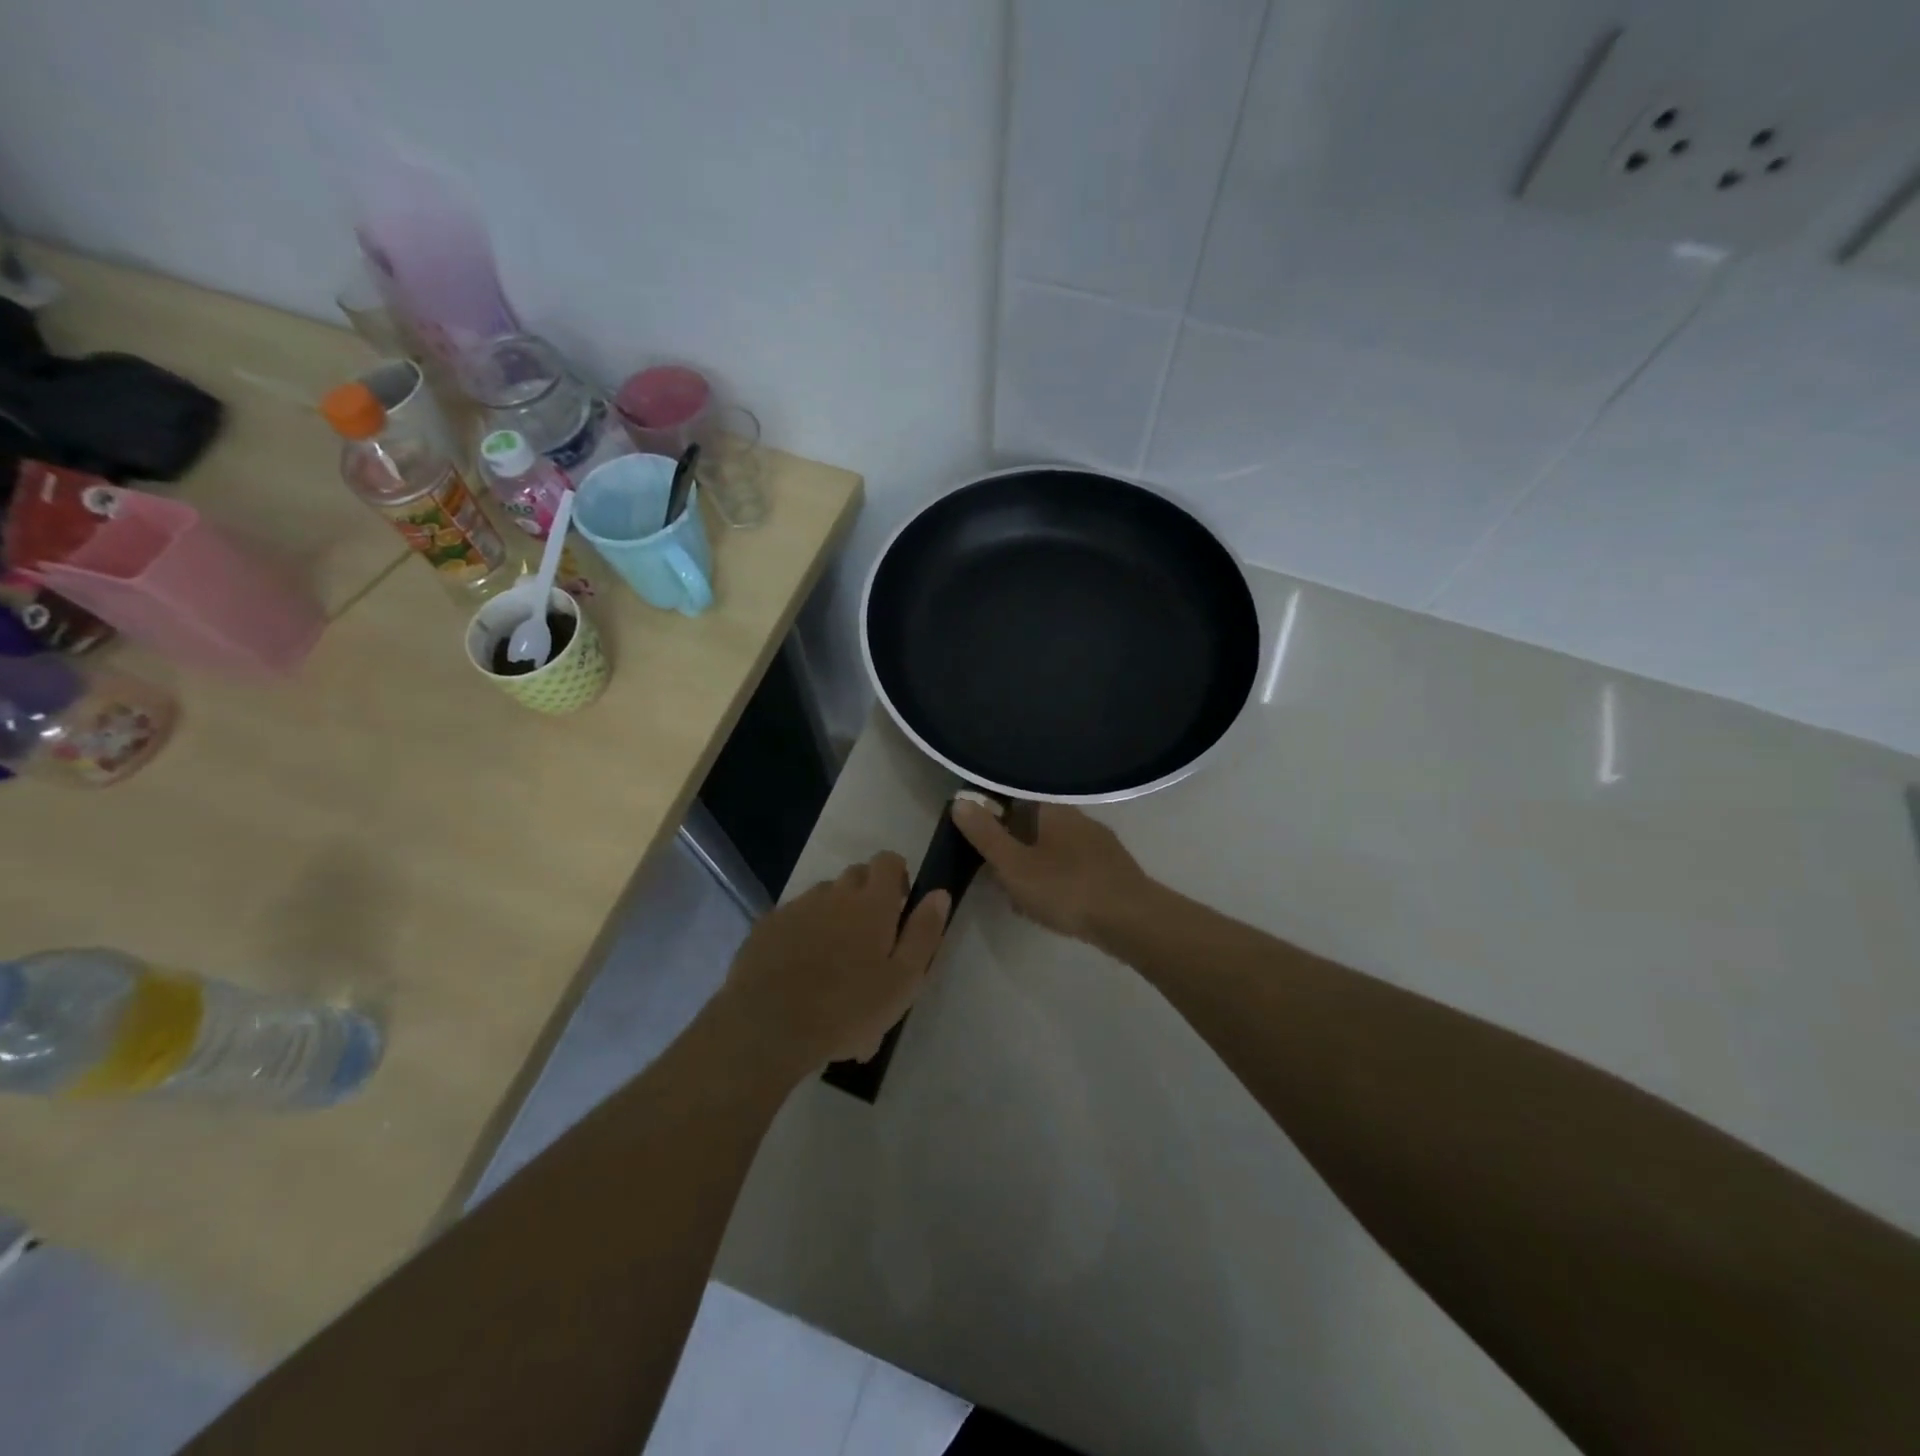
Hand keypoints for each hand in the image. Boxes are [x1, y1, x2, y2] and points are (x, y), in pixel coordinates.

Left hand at [717, 852, 949, 1076]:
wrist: (768, 1027)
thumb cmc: (847, 1008)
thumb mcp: (903, 980)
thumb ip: (924, 932)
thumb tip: (939, 893)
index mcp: (872, 903)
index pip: (888, 861)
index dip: (897, 875)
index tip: (900, 905)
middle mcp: (834, 894)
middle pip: (855, 875)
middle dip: (867, 894)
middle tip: (871, 937)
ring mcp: (797, 908)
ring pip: (823, 897)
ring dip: (834, 913)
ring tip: (834, 957)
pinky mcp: (767, 926)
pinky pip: (793, 917)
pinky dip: (803, 931)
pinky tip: (800, 968)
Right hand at [951, 801, 1151, 942]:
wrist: (1131, 921)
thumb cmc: (1066, 888)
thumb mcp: (1014, 864)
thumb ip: (986, 834)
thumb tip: (959, 801)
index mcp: (1055, 809)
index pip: (1018, 798)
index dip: (995, 814)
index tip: (979, 837)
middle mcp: (1080, 819)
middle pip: (1036, 826)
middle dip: (1014, 848)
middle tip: (996, 876)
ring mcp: (1100, 845)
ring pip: (1054, 850)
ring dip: (1034, 869)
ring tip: (1019, 899)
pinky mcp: (1113, 871)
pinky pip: (1073, 870)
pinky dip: (1056, 883)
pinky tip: (1050, 908)